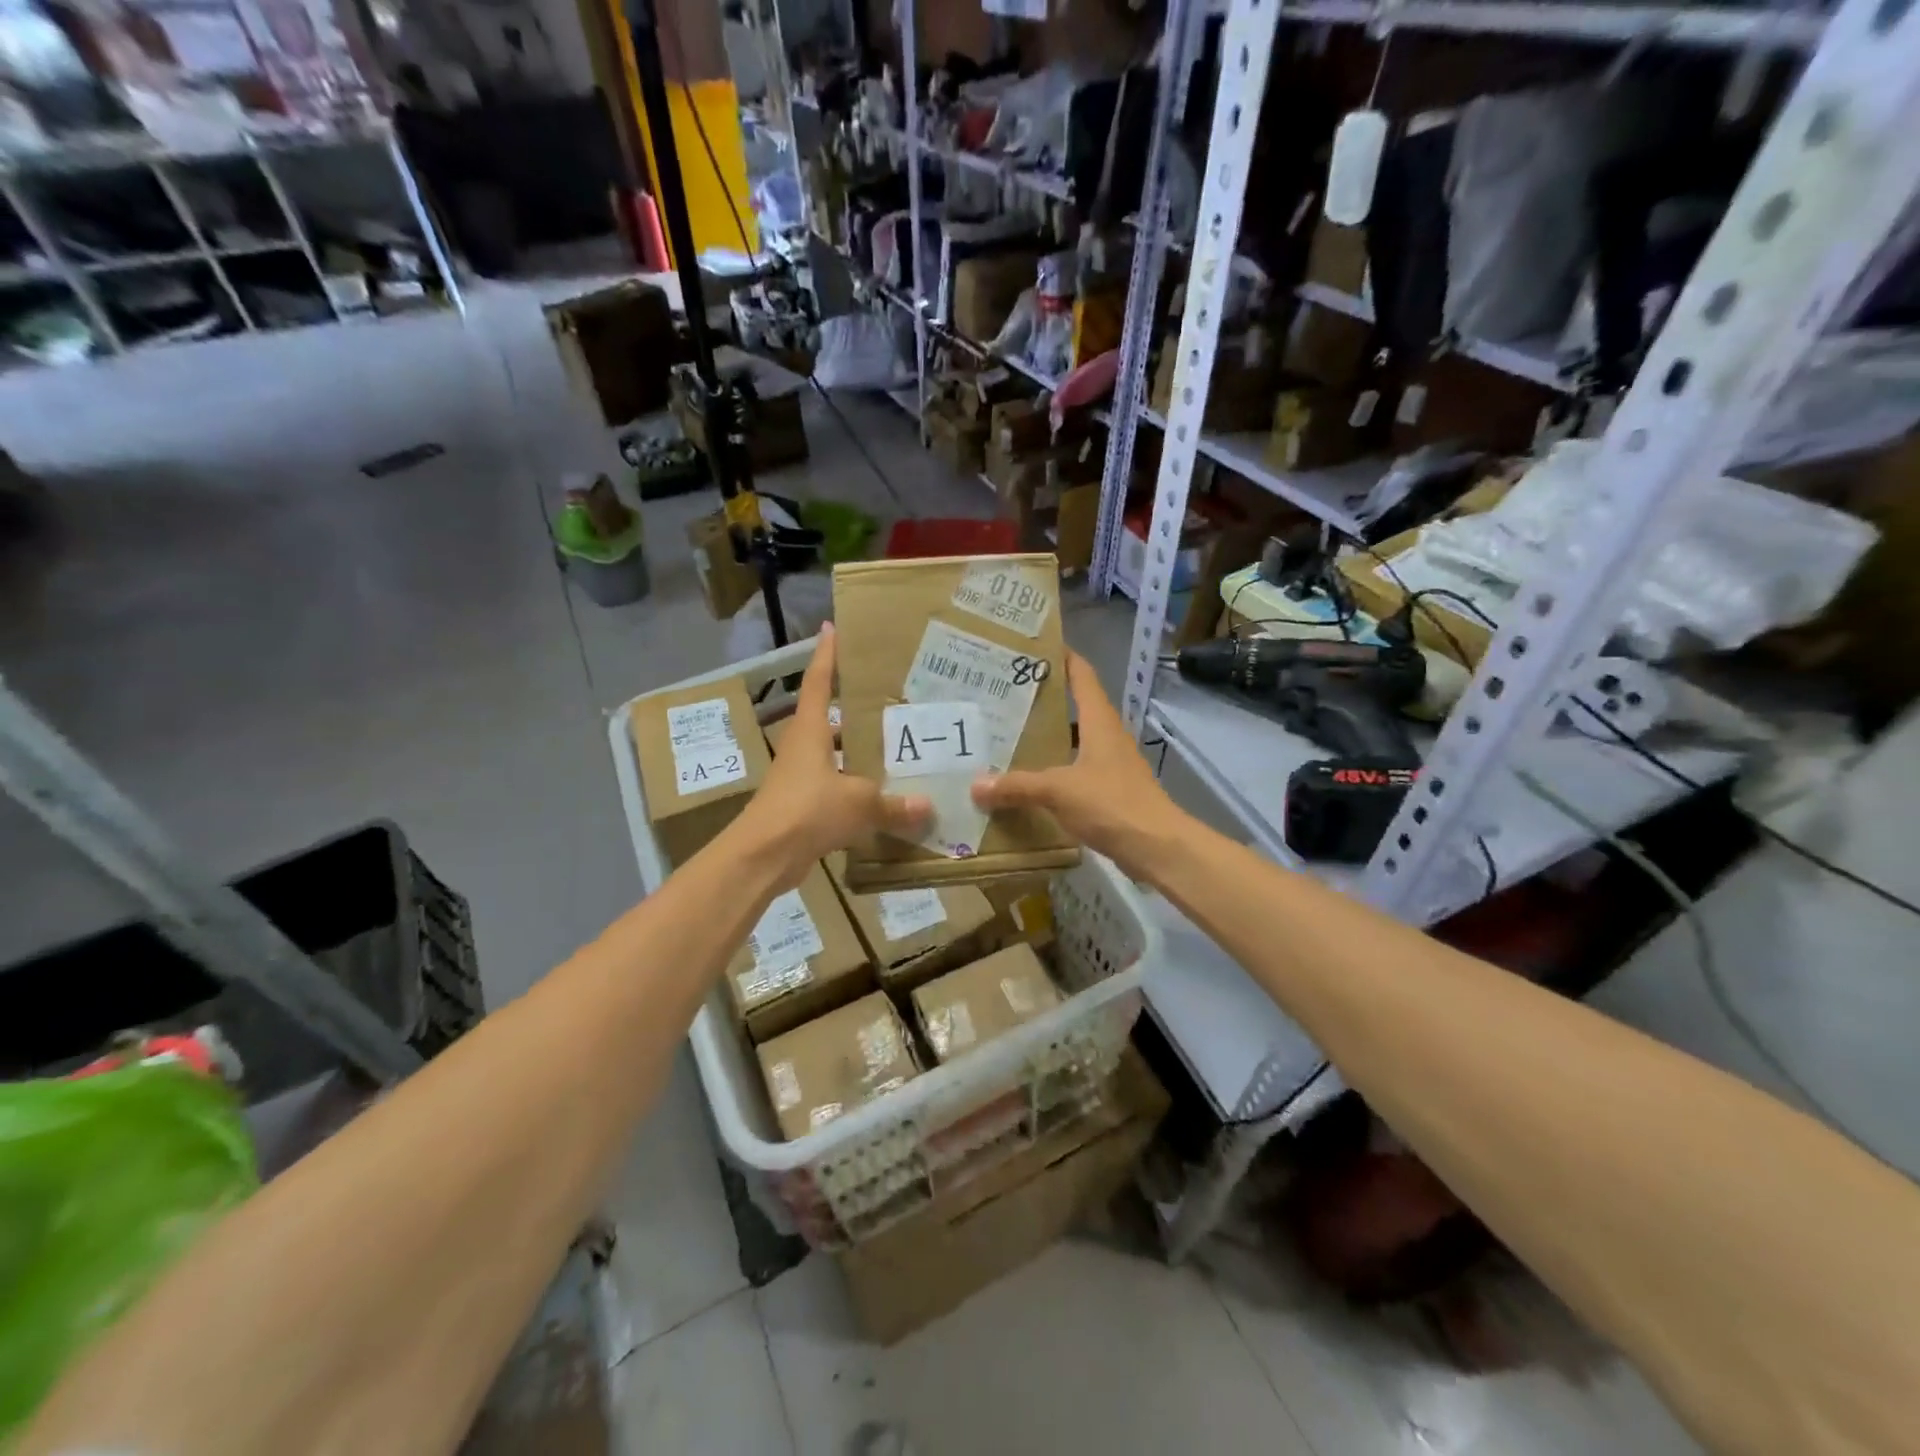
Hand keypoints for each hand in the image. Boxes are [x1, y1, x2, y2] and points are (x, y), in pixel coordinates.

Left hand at [735, 625, 929, 886]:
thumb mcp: (858, 802)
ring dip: (858, 752)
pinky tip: (883, 796)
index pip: (819, 683)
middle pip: (829, 719)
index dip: (826, 656)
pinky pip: (836, 789)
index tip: (832, 628)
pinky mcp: (803, 807)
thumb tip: (928, 806)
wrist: (763, 856)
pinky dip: (857, 789)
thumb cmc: (807, 810)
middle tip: (888, 696)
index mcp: (811, 732)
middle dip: (854, 708)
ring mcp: (801, 779)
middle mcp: (803, 748)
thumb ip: (893, 804)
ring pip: (835, 756)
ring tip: (895, 746)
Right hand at [970, 651, 1186, 875]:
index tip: (1035, 647)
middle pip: (1075, 707)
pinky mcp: (1110, 791)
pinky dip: (1054, 770)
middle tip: (1004, 696)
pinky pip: (1076, 771)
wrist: (1156, 846)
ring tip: (1008, 736)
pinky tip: (1029, 781)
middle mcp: (1107, 736)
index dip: (1063, 658)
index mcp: (1099, 721)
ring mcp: (1111, 764)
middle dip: (1044, 700)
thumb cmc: (1111, 803)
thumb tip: (975, 785)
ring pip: (1074, 741)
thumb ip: (1017, 785)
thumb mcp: (1058, 790)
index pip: (1082, 675)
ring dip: (1048, 738)